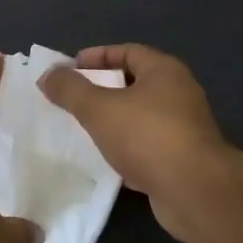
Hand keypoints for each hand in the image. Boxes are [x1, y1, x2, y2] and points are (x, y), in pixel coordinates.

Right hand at [39, 44, 229, 242]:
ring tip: (84, 127)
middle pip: (135, 83)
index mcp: (164, 71)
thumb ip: (71, 89)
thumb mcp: (99, 108)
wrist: (194, 190)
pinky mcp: (183, 158)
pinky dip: (125, 146)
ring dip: (113, 119)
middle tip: (73, 98)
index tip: (70, 68)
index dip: (97, 56)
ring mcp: (184, 127)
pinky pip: (147, 144)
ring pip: (140, 115)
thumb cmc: (147, 136)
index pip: (128, 51)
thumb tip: (48, 74)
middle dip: (102, 88)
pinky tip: (105, 158)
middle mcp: (179, 93)